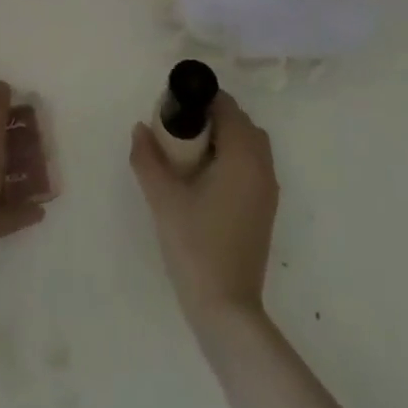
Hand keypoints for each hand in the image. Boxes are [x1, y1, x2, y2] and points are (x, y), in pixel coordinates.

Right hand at [130, 92, 278, 328]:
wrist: (226, 308)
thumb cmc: (195, 245)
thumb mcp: (163, 198)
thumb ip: (148, 157)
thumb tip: (140, 128)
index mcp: (243, 155)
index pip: (226, 106)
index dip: (200, 100)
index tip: (173, 108)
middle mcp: (262, 165)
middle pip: (240, 122)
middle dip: (211, 117)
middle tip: (177, 129)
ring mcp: (268, 189)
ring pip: (249, 144)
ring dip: (224, 138)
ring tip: (189, 153)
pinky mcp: (265, 209)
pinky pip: (252, 165)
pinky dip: (232, 158)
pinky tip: (205, 178)